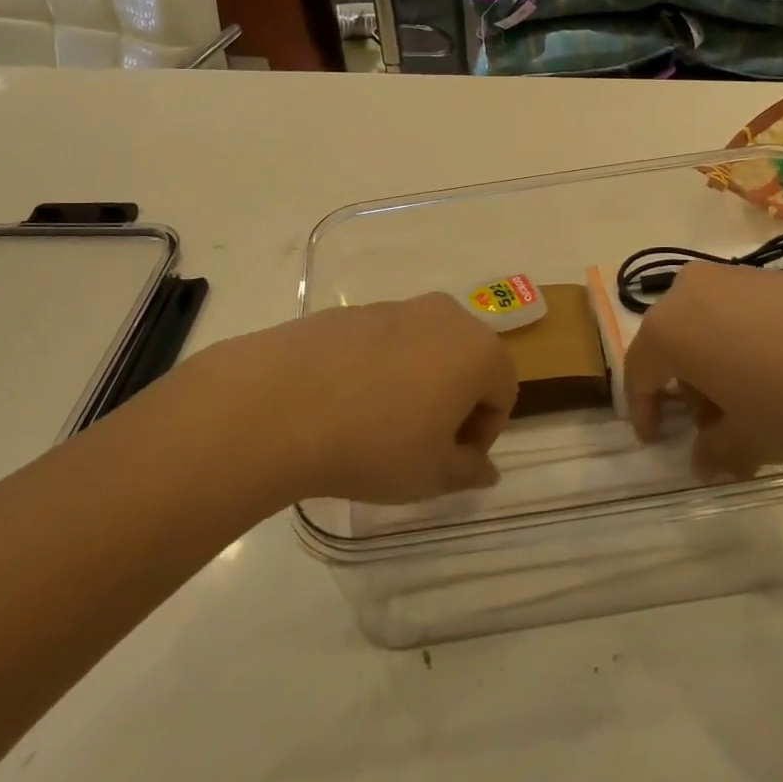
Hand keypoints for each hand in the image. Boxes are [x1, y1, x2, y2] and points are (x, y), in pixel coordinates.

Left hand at [181, 293, 518, 503]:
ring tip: (378, 425)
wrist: (280, 403)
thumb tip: (486, 469)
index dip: (482, 434)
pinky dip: (379, 370)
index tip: (450, 461)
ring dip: (416, 384)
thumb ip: (468, 471)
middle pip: (466, 362)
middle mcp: (443, 316)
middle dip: (454, 403)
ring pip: (424, 350)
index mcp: (477, 349)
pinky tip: (345, 403)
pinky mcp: (351, 310)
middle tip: (421, 444)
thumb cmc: (375, 443)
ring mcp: (394, 307)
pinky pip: (382, 343)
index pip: (503, 393)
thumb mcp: (431, 474)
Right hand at [623, 263, 782, 479]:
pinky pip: (741, 312)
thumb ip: (715, 452)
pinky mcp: (776, 274)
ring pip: (707, 325)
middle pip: (673, 344)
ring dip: (717, 366)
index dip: (644, 411)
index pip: (639, 372)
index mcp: (669, 328)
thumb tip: (704, 460)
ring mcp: (735, 276)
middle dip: (687, 389)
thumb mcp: (752, 439)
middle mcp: (691, 290)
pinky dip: (746, 344)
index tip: (655, 440)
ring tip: (755, 405)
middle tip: (715, 429)